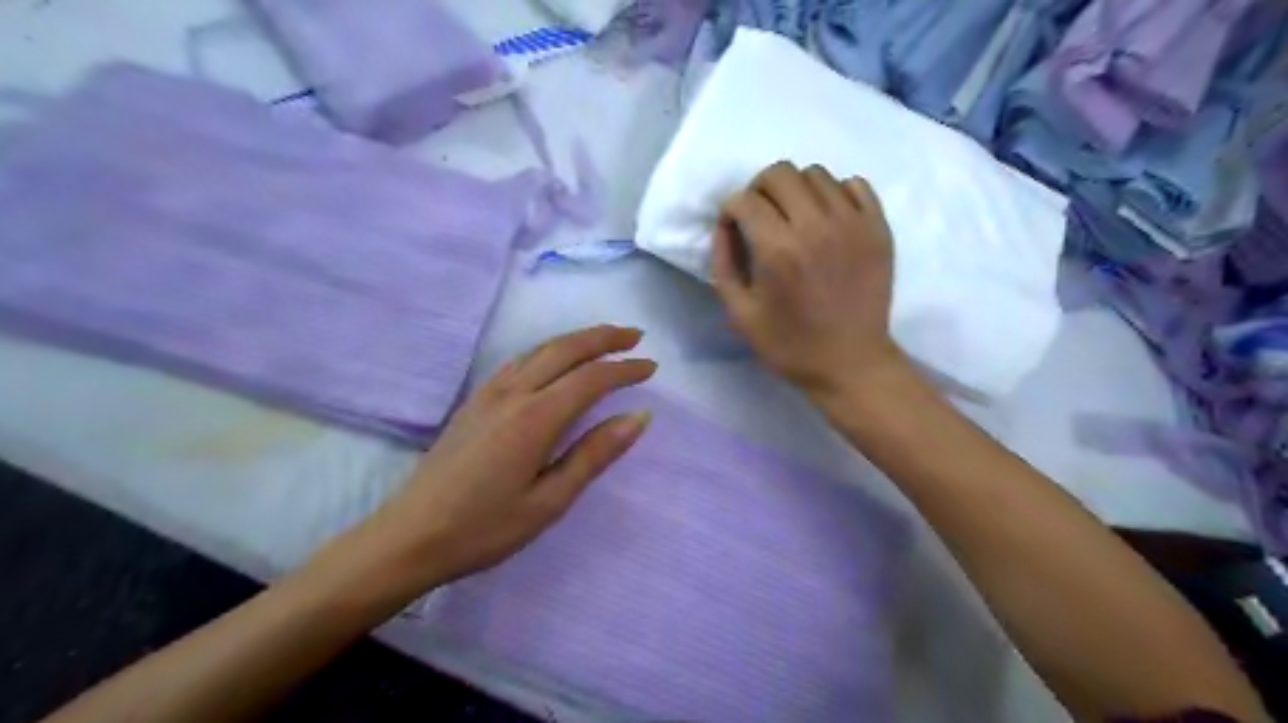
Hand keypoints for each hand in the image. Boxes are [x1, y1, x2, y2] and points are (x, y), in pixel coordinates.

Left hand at [337, 324, 655, 589]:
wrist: (409, 536)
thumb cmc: (485, 528)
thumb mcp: (549, 501)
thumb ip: (594, 455)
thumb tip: (637, 417)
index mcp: (536, 418)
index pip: (591, 378)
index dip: (625, 369)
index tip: (651, 367)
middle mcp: (513, 393)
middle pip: (565, 349)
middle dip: (604, 337)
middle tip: (636, 336)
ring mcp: (489, 393)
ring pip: (540, 349)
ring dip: (576, 339)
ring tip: (605, 341)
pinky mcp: (474, 400)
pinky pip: (519, 360)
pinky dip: (548, 350)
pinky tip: (554, 361)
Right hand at [714, 162, 902, 400]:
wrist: (851, 364)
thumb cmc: (789, 344)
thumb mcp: (739, 313)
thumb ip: (723, 263)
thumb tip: (725, 225)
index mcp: (778, 250)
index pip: (745, 199)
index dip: (731, 210)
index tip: (734, 229)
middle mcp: (816, 226)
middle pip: (780, 173)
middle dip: (760, 190)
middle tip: (761, 217)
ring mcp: (853, 223)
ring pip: (816, 174)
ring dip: (796, 191)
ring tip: (796, 219)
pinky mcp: (878, 228)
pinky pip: (855, 184)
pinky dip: (835, 194)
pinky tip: (828, 220)